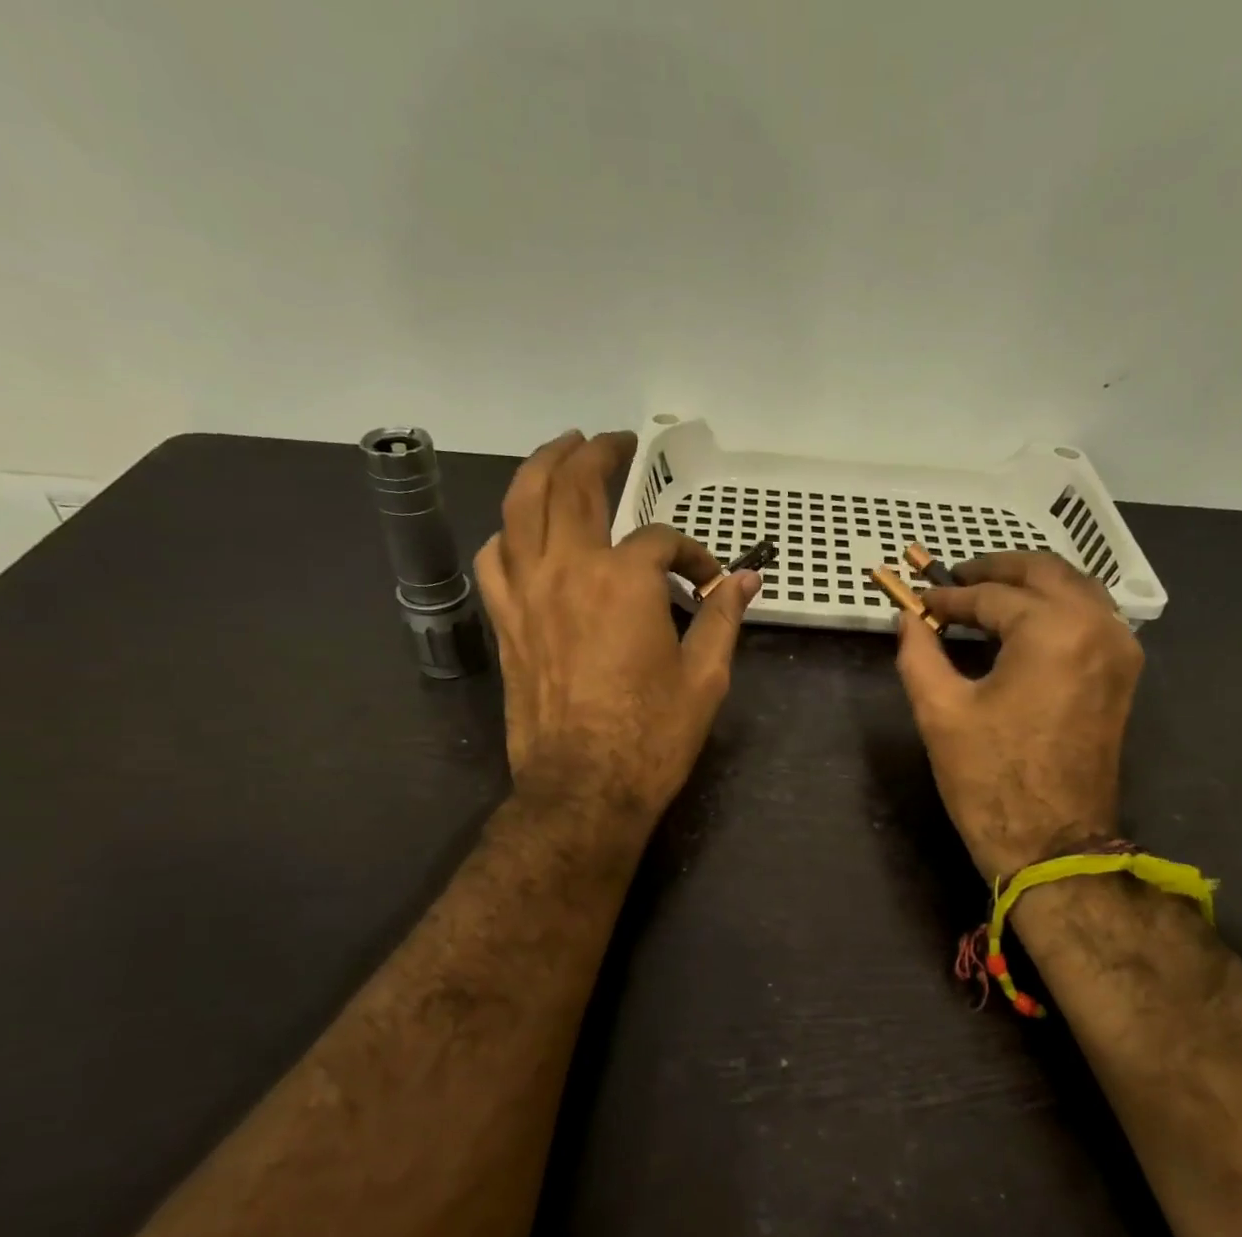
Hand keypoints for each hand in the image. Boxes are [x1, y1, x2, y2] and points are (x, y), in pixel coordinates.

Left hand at [474, 430, 759, 823]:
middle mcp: (566, 570)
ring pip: (519, 507)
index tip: (709, 583)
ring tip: (559, 453)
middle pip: (572, 486)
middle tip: (613, 441)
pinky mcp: (506, 623)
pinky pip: (495, 558)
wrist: (584, 790)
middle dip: (595, 455)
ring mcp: (526, 593)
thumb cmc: (651, 737)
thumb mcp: (705, 676)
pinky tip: (523, 532)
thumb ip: (722, 617)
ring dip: (540, 470)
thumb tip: (746, 580)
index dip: (692, 556)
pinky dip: (508, 533)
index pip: (661, 541)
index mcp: (623, 580)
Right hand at [894, 553, 1142, 880]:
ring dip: (1029, 584)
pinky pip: (1090, 617)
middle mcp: (1097, 626)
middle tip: (955, 578)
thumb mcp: (940, 712)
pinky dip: (1054, 607)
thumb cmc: (990, 779)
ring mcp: (1119, 650)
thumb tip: (907, 619)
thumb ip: (918, 653)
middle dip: (997, 569)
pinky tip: (1021, 623)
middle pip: (1045, 572)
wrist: (1052, 844)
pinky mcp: (1122, 675)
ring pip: (1074, 589)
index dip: (949, 597)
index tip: (920, 601)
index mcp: (1053, 630)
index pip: (992, 595)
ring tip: (985, 595)